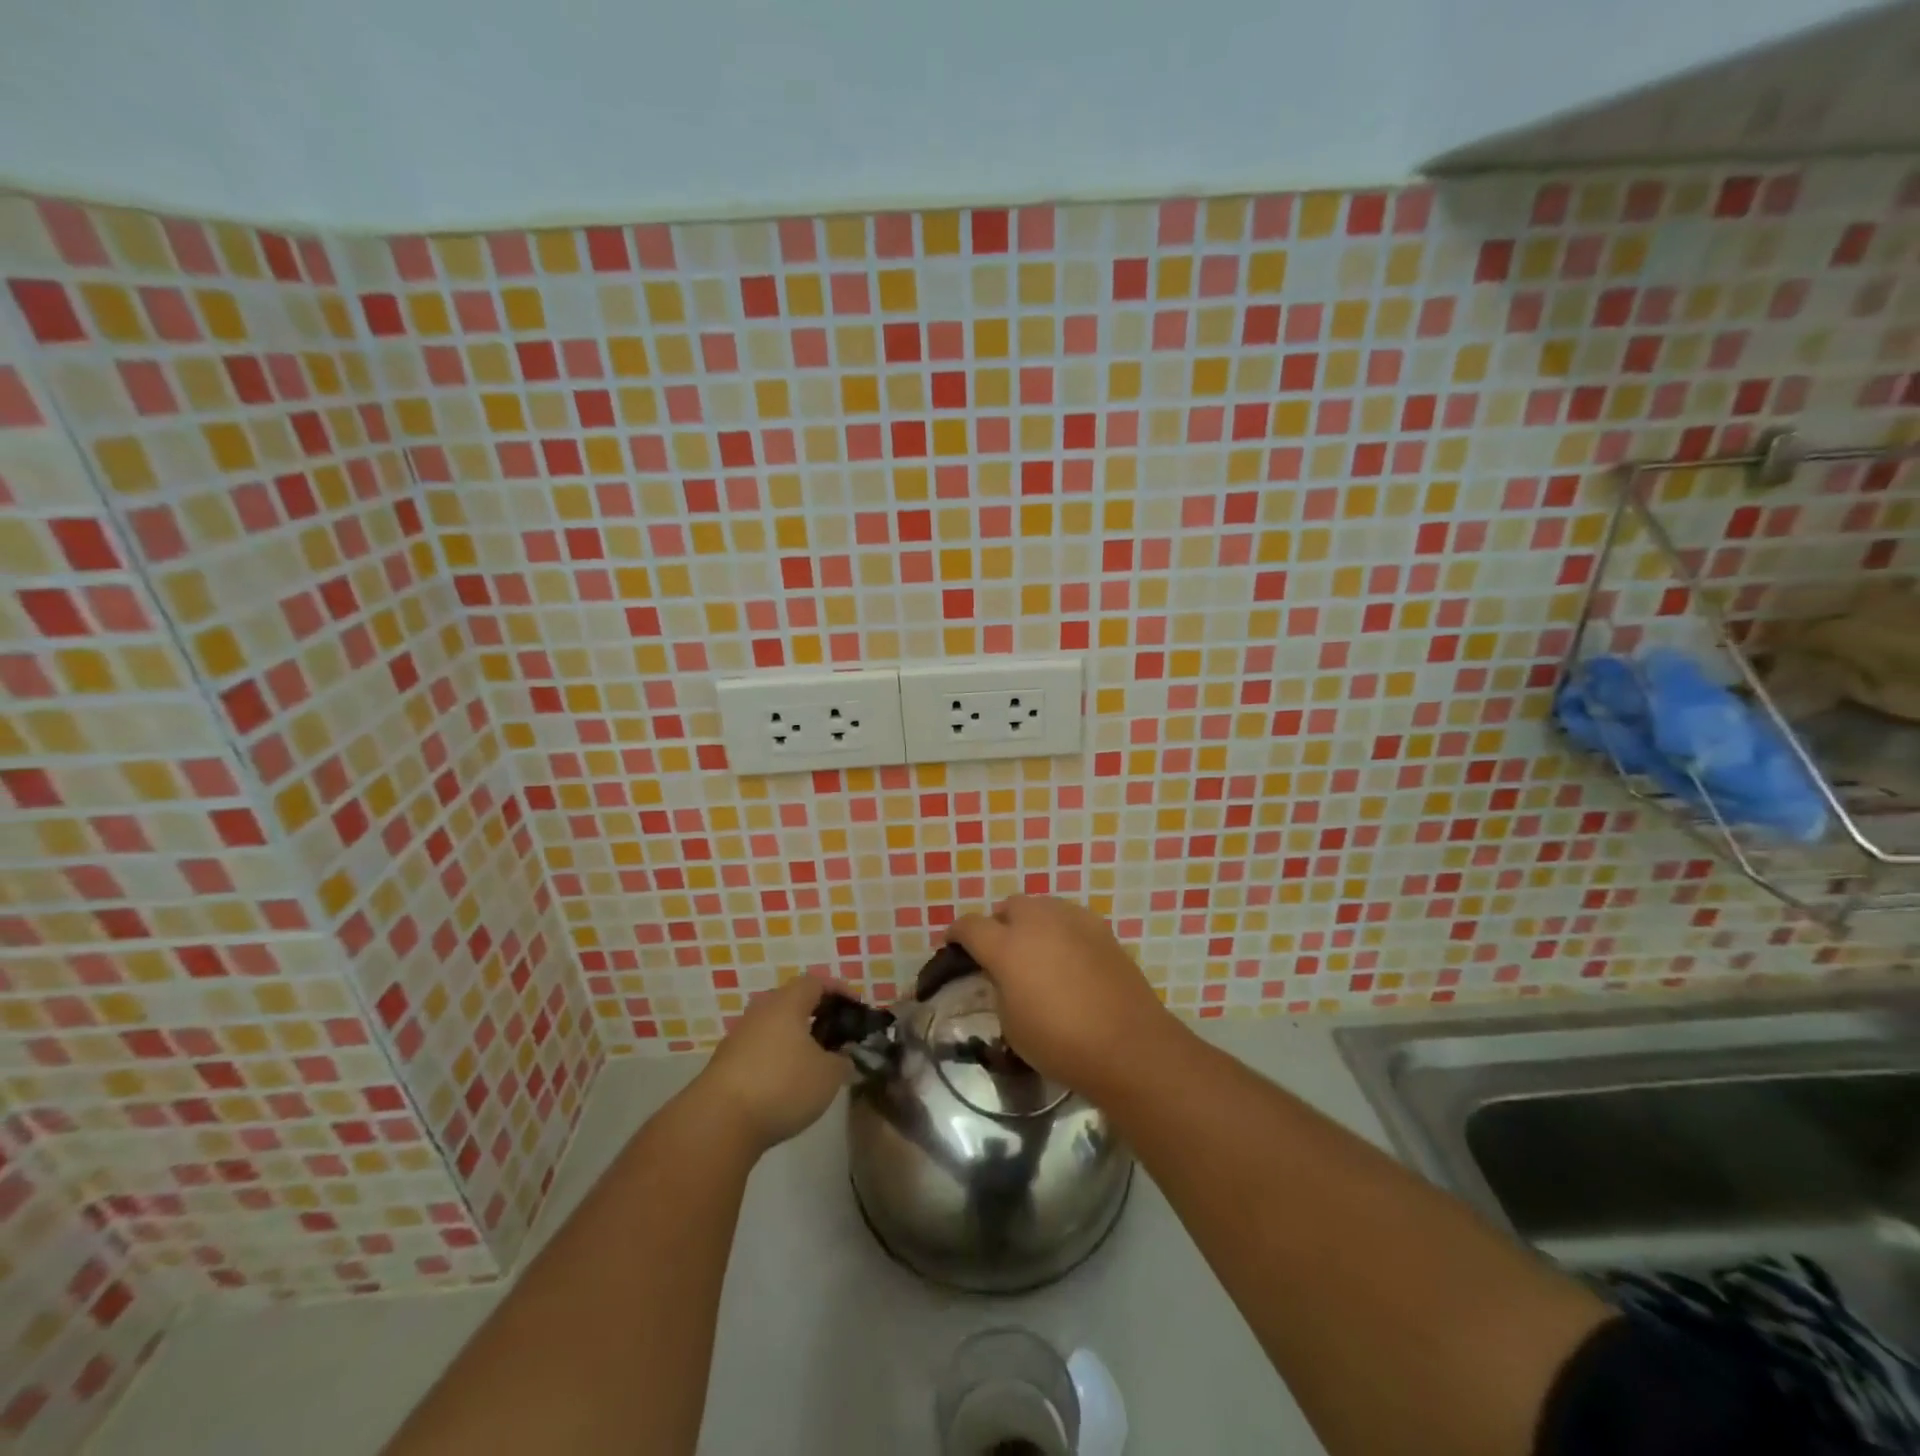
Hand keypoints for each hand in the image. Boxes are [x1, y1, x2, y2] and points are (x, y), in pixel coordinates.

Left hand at [694, 974, 846, 1154]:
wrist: (718, 1122)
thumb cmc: (782, 1085)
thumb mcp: (828, 1075)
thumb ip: (842, 1061)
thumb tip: (842, 1057)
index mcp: (787, 1003)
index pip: (816, 982)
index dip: (839, 990)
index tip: (856, 1008)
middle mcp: (761, 1011)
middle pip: (792, 1001)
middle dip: (817, 1014)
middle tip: (836, 1033)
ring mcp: (739, 1036)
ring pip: (775, 1026)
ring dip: (796, 1038)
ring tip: (814, 1061)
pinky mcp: (725, 1063)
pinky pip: (760, 1049)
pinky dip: (778, 1056)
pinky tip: (787, 1082)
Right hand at [946, 896, 1175, 1096]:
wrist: (1127, 1044)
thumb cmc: (1060, 1043)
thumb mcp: (1011, 1024)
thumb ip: (1000, 988)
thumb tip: (1004, 975)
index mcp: (1006, 946)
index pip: (970, 926)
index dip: (956, 933)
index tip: (952, 944)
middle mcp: (1037, 921)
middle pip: (1008, 907)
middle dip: (998, 924)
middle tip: (1000, 951)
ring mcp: (1072, 920)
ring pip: (1041, 906)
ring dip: (1030, 922)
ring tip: (1035, 951)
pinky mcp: (1100, 927)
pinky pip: (1069, 917)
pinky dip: (1059, 929)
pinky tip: (1067, 955)